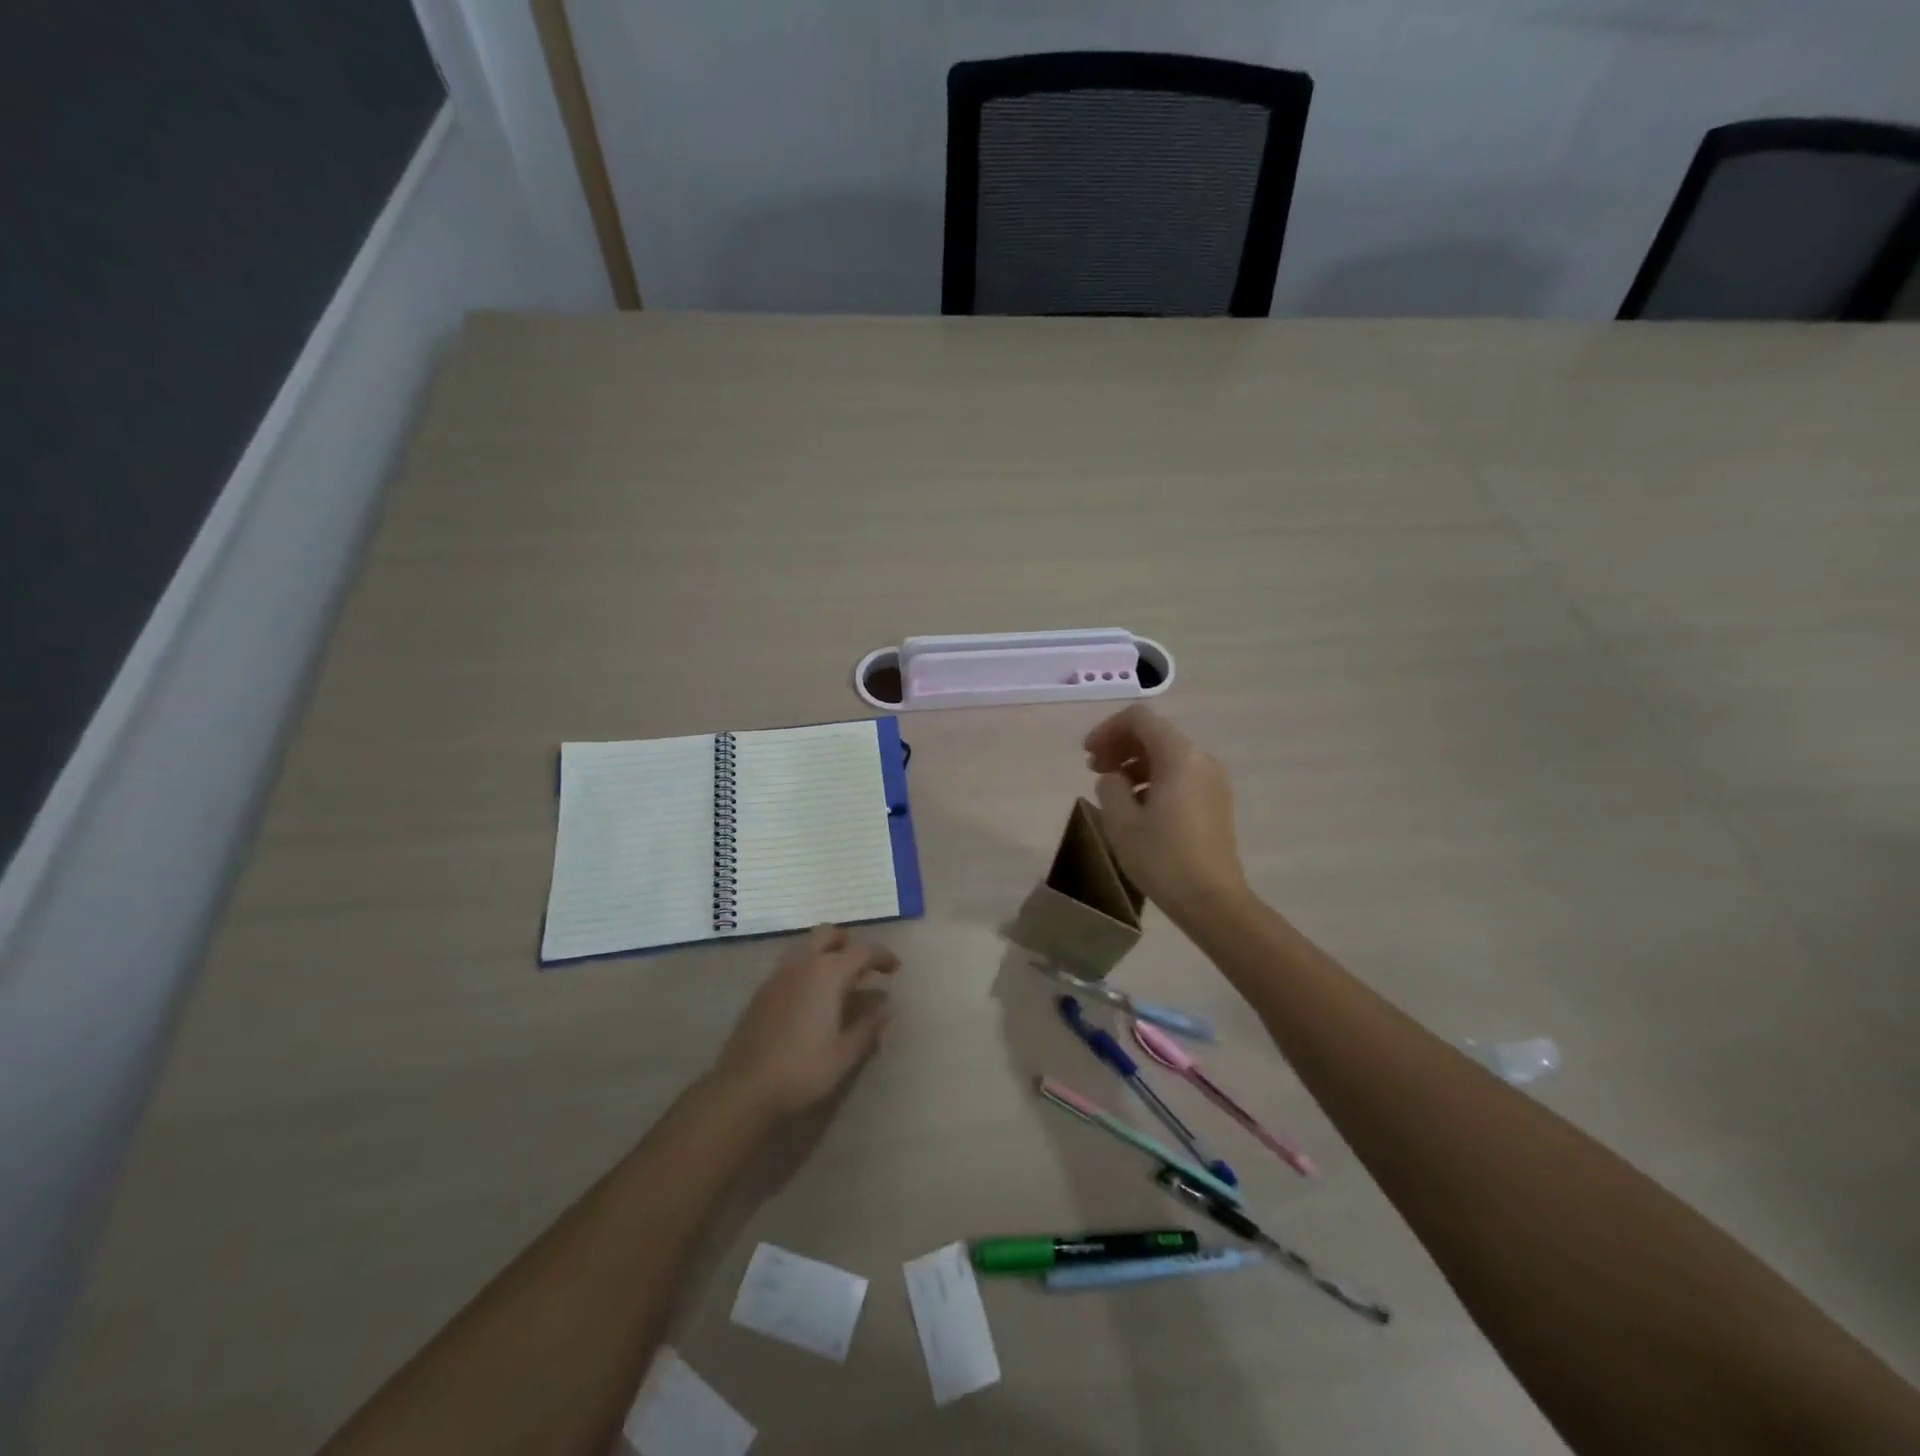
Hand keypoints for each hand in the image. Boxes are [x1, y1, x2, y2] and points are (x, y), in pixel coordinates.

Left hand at [711, 926, 899, 1118]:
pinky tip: (812, 999)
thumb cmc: (802, 1070)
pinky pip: (790, 966)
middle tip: (863, 965)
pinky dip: (807, 970)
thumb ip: (868, 1026)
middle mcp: (802, 964)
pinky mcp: (761, 992)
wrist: (743, 1089)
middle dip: (848, 943)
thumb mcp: (845, 1054)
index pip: (862, 951)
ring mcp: (777, 976)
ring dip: (825, 954)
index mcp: (827, 973)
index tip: (895, 968)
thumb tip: (886, 1006)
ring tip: (839, 981)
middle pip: (827, 934)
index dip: (882, 956)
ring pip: (805, 947)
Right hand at [1085, 705, 1247, 920]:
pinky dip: (1153, 778)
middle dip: (1120, 745)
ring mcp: (1213, 781)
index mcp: (1179, 756)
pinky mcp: (1215, 802)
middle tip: (1093, 769)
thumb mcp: (1121, 821)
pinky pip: (1180, 775)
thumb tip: (1114, 778)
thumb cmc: (1162, 858)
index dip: (1108, 729)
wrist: (1212, 900)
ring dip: (1134, 763)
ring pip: (1167, 755)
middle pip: (1155, 734)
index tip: (1087, 754)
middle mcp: (1201, 759)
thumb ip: (1110, 786)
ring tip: (1111, 790)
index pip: (1139, 719)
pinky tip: (1136, 806)